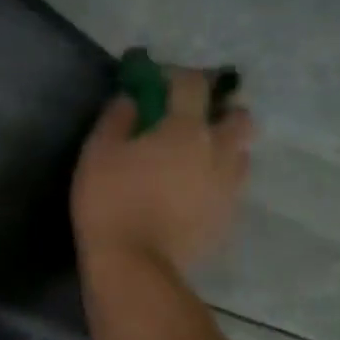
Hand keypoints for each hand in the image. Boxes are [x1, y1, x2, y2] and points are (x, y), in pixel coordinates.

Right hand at [72, 67, 253, 278]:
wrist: (135, 264)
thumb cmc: (110, 201)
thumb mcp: (98, 153)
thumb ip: (116, 118)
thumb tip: (130, 99)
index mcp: (186, 129)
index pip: (193, 84)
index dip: (176, 76)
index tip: (156, 82)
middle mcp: (218, 151)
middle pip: (239, 117)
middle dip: (219, 112)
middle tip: (191, 122)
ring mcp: (229, 186)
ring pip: (241, 153)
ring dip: (222, 147)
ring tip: (194, 160)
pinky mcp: (228, 216)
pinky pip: (231, 186)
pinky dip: (216, 180)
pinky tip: (191, 193)